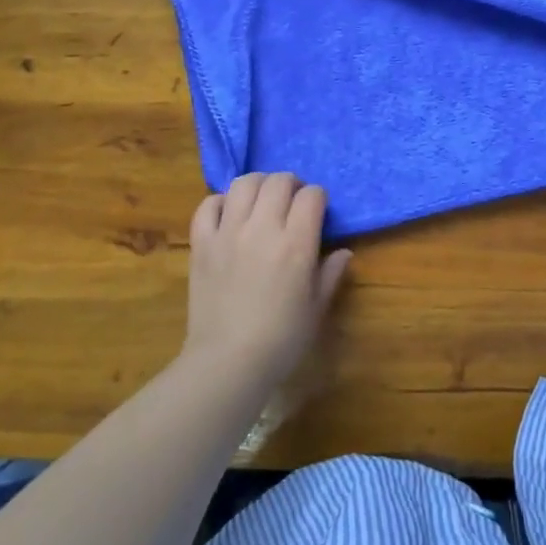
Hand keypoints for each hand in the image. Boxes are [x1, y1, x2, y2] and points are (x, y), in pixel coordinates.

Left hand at [183, 172, 351, 390]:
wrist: (227, 363)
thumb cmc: (281, 340)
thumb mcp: (316, 309)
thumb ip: (330, 274)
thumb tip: (343, 252)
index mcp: (296, 244)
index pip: (312, 195)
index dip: (318, 197)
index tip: (317, 211)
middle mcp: (262, 228)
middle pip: (278, 181)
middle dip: (291, 184)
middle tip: (292, 202)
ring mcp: (228, 232)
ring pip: (243, 184)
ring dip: (258, 185)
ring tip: (262, 200)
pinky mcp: (202, 243)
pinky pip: (207, 205)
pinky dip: (220, 202)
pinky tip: (229, 214)